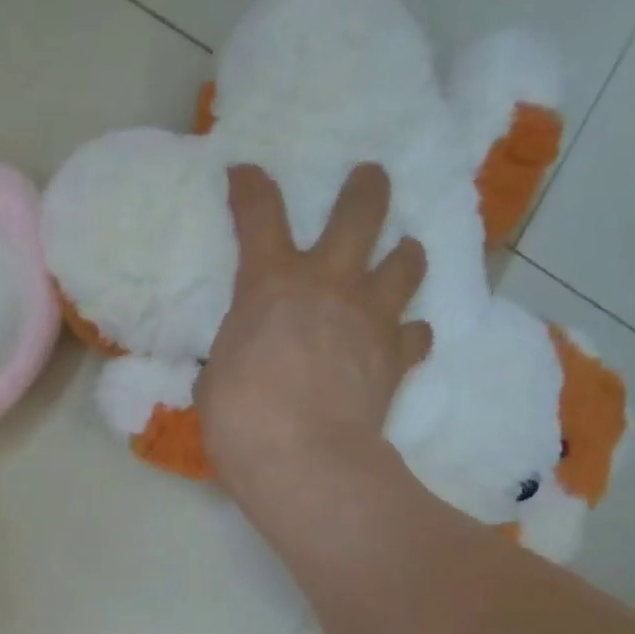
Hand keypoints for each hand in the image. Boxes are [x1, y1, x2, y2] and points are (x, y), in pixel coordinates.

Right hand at [197, 162, 430, 527]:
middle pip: (361, 210)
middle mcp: (328, 283)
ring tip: (398, 257)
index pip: (259, 212)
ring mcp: (371, 316)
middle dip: (366, 187)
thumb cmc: (241, 419)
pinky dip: (409, 332)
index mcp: (271, 283)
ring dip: (403, 254)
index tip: (245, 173)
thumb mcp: (218, 375)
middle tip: (368, 178)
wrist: (304, 460)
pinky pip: (416, 332)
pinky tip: (399, 340)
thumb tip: (244, 355)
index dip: (250, 185)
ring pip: (407, 260)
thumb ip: (237, 348)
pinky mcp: (398, 355)